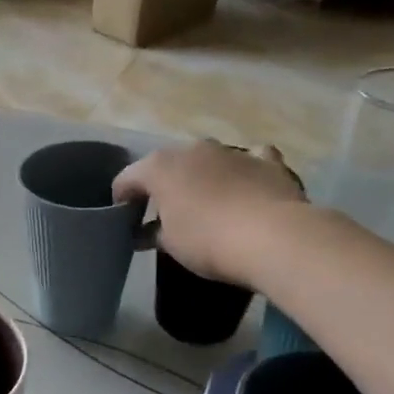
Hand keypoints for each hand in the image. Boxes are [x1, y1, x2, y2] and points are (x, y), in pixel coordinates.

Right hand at [113, 141, 305, 286]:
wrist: (273, 237)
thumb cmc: (207, 240)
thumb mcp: (169, 244)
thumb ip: (152, 234)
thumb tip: (143, 234)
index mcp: (161, 166)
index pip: (127, 178)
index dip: (121, 199)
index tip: (123, 220)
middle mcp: (194, 149)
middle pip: (167, 165)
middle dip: (161, 185)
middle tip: (161, 213)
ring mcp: (232, 151)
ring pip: (206, 159)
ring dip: (200, 176)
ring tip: (203, 203)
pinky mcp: (267, 161)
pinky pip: (250, 159)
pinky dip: (243, 169)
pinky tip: (245, 184)